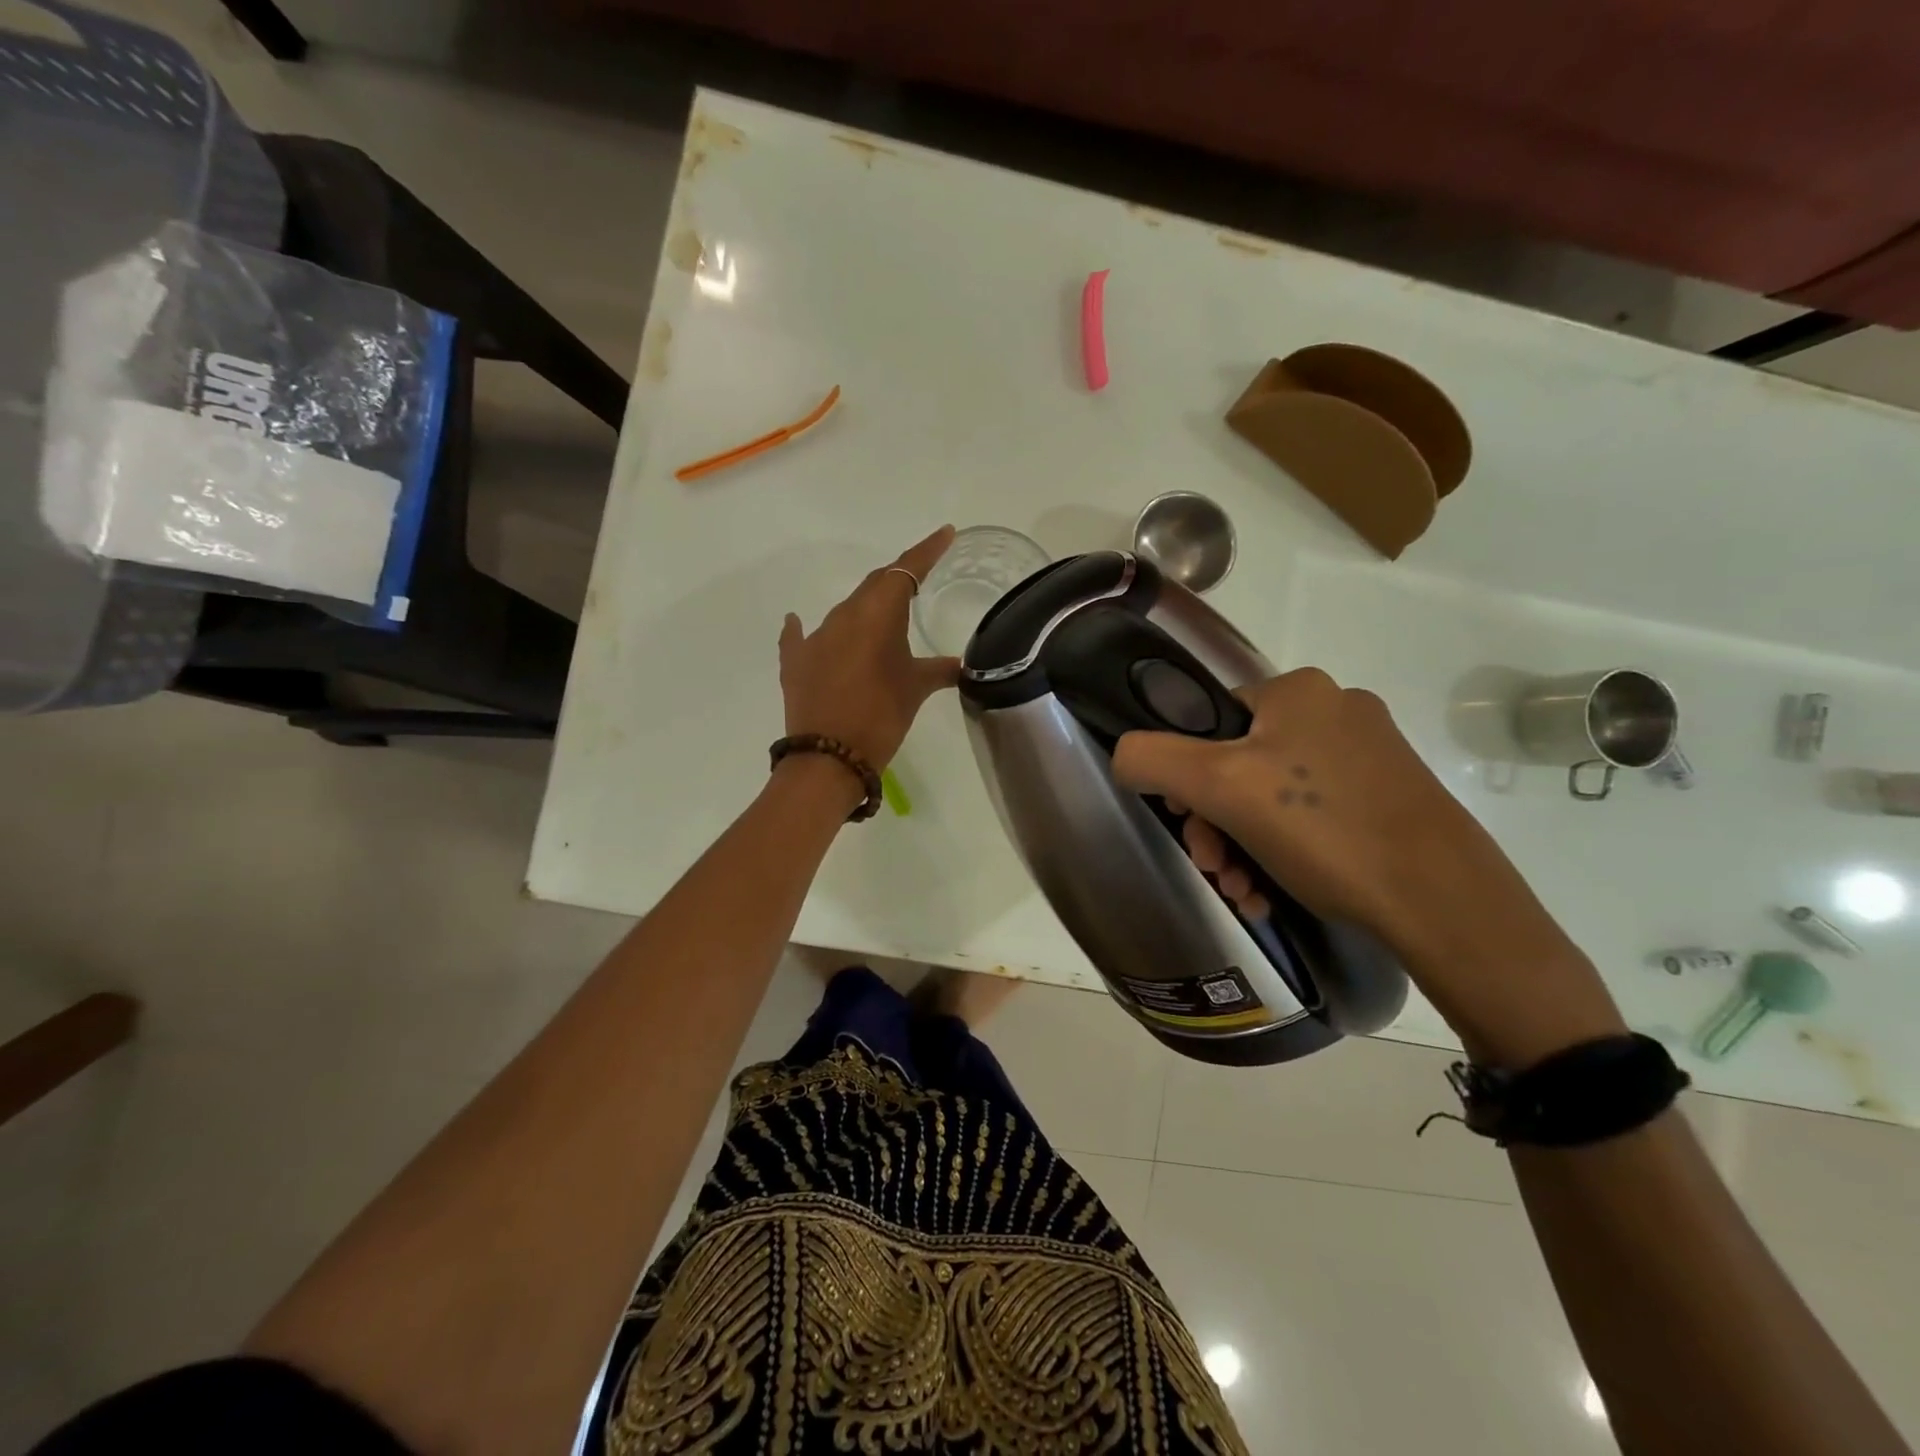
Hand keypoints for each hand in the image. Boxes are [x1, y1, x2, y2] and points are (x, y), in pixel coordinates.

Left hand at [778, 527, 961, 769]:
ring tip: (883, 618)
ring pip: (846, 611)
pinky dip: (806, 629)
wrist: (829, 756)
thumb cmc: (881, 716)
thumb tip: (966, 666)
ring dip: (865, 610)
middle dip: (898, 579)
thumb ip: (941, 670)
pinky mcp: (795, 661)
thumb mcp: (916, 690)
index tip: (946, 534)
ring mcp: (815, 637)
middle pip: (874, 586)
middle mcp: (844, 616)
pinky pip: (801, 636)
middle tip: (919, 578)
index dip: (927, 551)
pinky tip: (798, 622)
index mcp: (877, 614)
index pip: (906, 570)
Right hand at [1111, 669, 1624, 1063]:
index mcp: (1297, 689)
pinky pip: (1311, 816)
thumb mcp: (1218, 787)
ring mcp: (1369, 755)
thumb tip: (1123, 754)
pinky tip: (1274, 893)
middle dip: (1215, 825)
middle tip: (1216, 872)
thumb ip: (1151, 758)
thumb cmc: (1323, 830)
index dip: (1186, 778)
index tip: (1189, 829)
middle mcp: (1335, 709)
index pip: (1208, 723)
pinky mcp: (1390, 797)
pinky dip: (1282, 852)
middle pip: (1238, 764)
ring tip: (1245, 893)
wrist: (1445, 902)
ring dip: (1242, 846)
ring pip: (1272, 796)